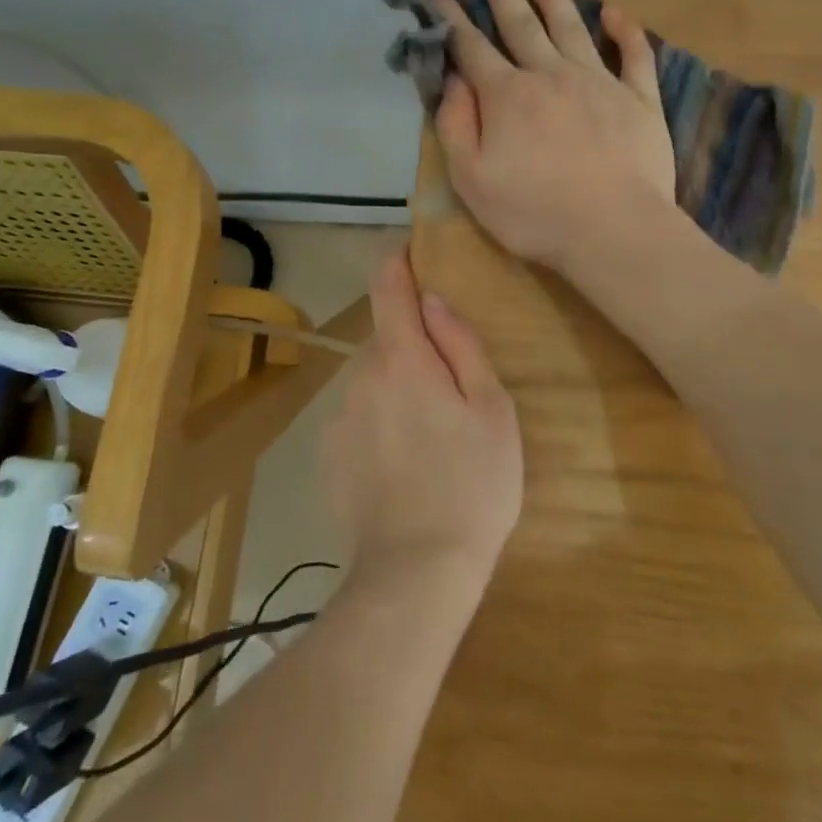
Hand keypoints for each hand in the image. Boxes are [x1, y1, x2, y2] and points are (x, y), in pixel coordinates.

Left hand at [323, 249, 521, 586]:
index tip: (410, 250)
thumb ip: (461, 345)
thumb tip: (433, 300)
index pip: (388, 286)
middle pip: (386, 338)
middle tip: (452, 385)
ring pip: (373, 379)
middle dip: (413, 345)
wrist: (416, 572)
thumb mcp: (492, 409)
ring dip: (398, 386)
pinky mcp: (329, 454)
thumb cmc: (472, 484)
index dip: (398, 261)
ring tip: (433, 434)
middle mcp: (360, 376)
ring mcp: (339, 417)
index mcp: (402, 358)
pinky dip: (381, 421)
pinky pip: (360, 416)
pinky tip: (406, 464)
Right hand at [428, 0, 677, 272]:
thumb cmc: (534, 213)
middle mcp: (550, 75)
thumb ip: (455, 125)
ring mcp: (599, 83)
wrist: (613, 230)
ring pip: (571, 27)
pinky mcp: (639, 99)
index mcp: (507, 96)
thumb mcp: (471, 179)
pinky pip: (634, 56)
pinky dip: (625, 31)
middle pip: (521, 24)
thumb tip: (451, 80)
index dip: (451, 17)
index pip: (472, 47)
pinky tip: (616, 13)